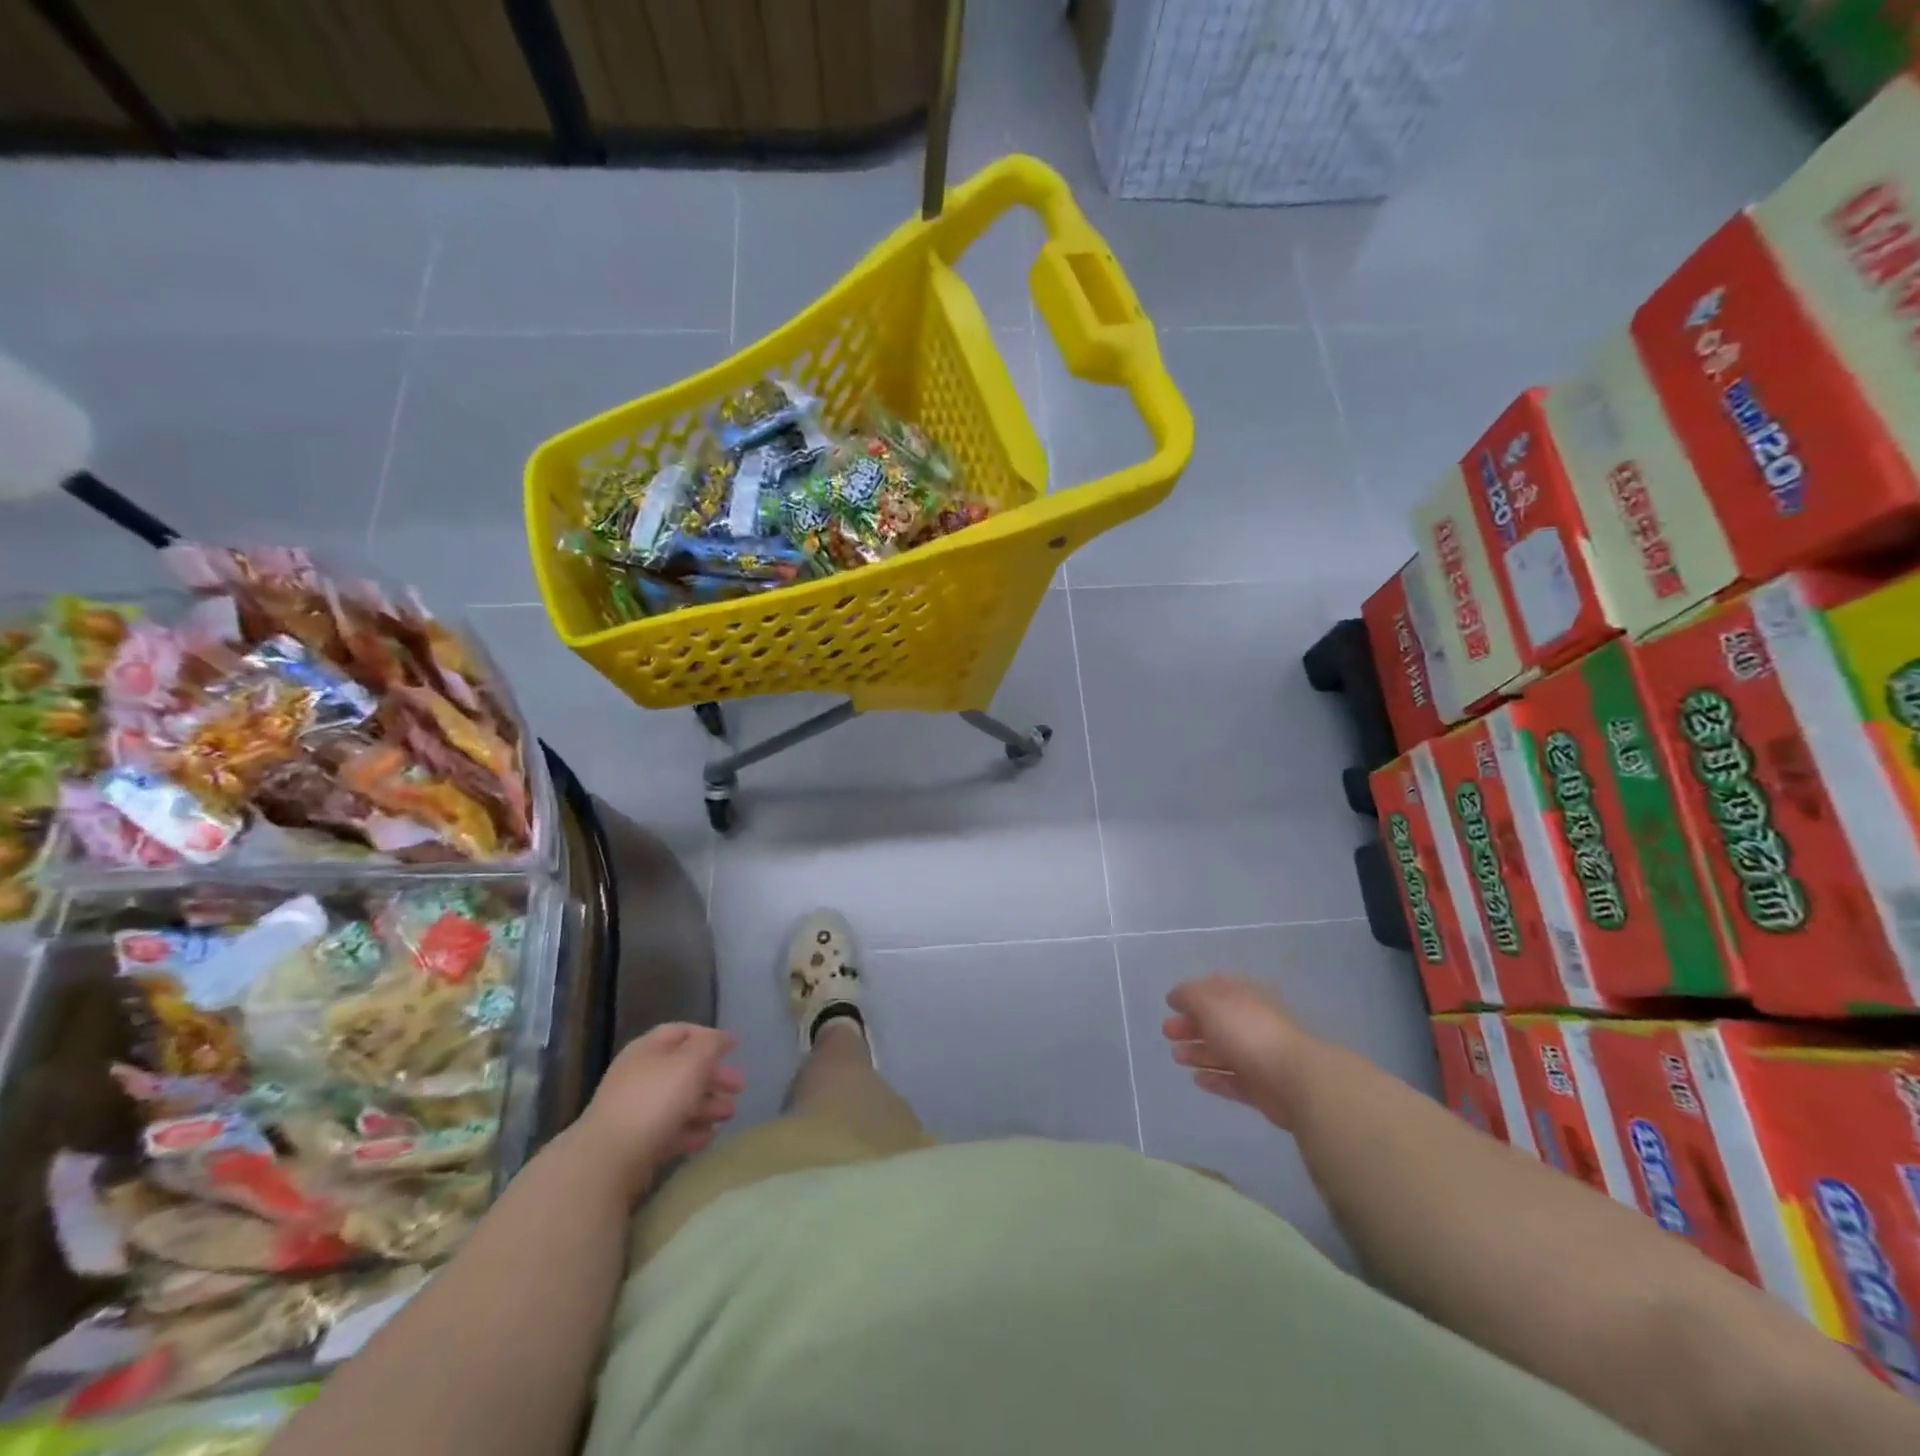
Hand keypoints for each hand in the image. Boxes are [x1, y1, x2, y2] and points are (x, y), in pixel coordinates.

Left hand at [576, 1024, 743, 1197]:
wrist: (607, 1160)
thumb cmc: (654, 1100)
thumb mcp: (691, 1062)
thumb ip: (711, 1045)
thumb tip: (725, 1037)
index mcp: (648, 1050)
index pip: (681, 1032)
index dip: (709, 1036)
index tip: (735, 1049)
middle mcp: (639, 1075)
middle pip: (683, 1069)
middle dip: (714, 1077)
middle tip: (740, 1088)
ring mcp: (634, 1111)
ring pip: (678, 1101)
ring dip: (707, 1106)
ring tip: (729, 1116)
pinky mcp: (635, 1143)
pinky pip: (669, 1130)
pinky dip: (690, 1131)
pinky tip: (708, 1138)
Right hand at [1162, 975, 1316, 1127]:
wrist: (1295, 1079)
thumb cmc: (1248, 1032)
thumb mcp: (1211, 1004)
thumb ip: (1189, 996)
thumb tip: (1176, 996)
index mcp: (1244, 998)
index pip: (1215, 990)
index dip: (1192, 995)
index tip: (1170, 1004)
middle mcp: (1251, 1024)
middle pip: (1216, 1022)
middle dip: (1190, 1025)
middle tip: (1167, 1032)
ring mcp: (1258, 1057)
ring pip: (1223, 1052)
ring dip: (1198, 1053)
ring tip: (1176, 1057)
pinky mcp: (1261, 1088)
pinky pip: (1232, 1081)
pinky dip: (1214, 1079)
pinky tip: (1196, 1080)